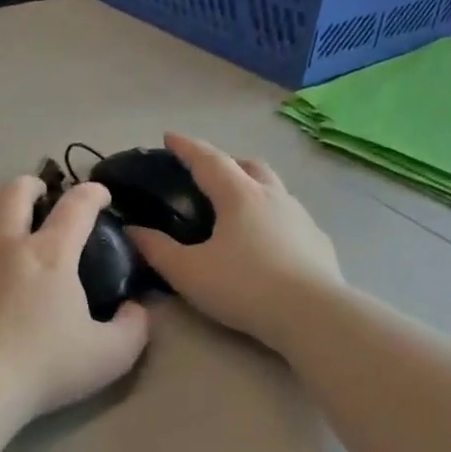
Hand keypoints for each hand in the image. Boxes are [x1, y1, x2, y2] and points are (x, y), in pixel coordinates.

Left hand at [0, 176, 149, 419]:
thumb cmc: (48, 367)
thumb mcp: (111, 354)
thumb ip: (134, 328)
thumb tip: (137, 309)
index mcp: (50, 255)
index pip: (77, 207)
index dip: (92, 194)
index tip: (99, 196)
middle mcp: (1, 246)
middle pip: (12, 195)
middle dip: (29, 187)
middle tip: (36, 195)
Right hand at [126, 132, 342, 347]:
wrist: (311, 314)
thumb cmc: (243, 287)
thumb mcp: (188, 272)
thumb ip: (157, 250)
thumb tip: (132, 230)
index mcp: (239, 195)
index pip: (208, 159)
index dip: (186, 147)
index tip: (169, 137)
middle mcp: (272, 196)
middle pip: (248, 165)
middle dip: (226, 162)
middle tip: (207, 175)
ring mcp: (300, 216)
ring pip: (273, 188)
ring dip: (253, 187)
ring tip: (237, 208)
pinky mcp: (318, 240)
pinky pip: (290, 216)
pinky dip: (272, 217)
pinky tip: (267, 241)